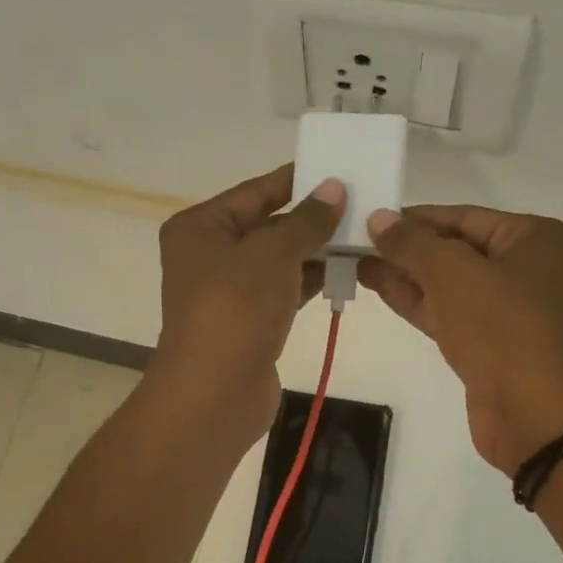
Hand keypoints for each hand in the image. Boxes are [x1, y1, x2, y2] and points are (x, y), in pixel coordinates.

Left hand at [147, 164, 344, 446]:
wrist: (215, 394)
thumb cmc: (235, 310)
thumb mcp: (272, 254)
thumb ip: (306, 220)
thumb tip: (334, 188)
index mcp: (200, 228)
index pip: (254, 192)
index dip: (296, 181)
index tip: (337, 169)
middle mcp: (210, 255)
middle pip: (267, 225)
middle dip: (311, 218)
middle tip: (361, 203)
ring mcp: (229, 292)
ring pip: (279, 261)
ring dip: (316, 250)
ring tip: (363, 235)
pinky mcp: (250, 322)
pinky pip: (284, 290)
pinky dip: (311, 280)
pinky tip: (347, 270)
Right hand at [360, 205, 562, 472]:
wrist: (535, 414)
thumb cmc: (502, 327)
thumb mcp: (452, 272)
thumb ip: (412, 243)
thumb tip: (378, 218)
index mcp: (532, 239)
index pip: (463, 217)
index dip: (415, 218)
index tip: (370, 219)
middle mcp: (525, 269)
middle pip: (455, 249)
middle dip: (407, 248)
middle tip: (355, 243)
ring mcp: (507, 311)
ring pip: (447, 284)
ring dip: (404, 275)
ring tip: (356, 262)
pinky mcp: (488, 346)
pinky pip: (447, 313)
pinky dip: (415, 302)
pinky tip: (379, 288)